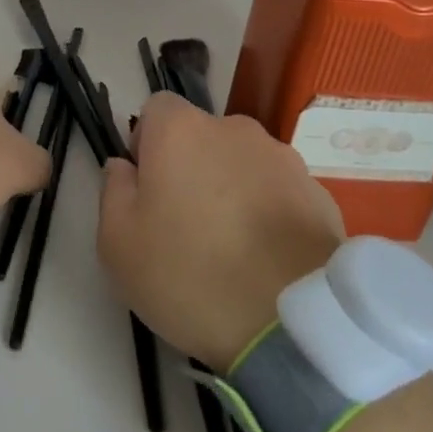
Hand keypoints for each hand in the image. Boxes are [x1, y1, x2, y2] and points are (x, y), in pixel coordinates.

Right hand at [97, 92, 339, 371]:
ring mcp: (283, 159)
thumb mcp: (118, 243)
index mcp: (181, 130)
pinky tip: (266, 259)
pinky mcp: (319, 193)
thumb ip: (113, 191)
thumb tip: (124, 167)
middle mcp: (235, 129)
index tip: (147, 188)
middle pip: (202, 136)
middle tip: (185, 224)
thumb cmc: (190, 275)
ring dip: (232, 190)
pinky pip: (279, 192)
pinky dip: (269, 213)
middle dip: (191, 167)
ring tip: (232, 247)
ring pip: (242, 164)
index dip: (146, 143)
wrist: (293, 323)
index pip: (156, 109)